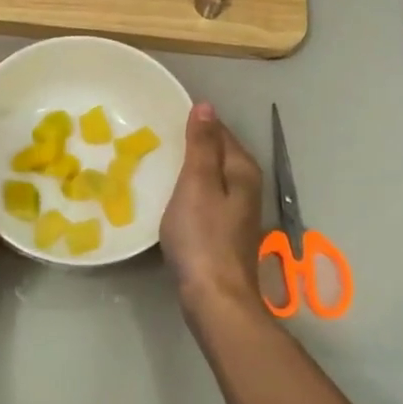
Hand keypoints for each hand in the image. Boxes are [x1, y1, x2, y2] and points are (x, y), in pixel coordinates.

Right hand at [160, 102, 264, 313]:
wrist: (214, 297)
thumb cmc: (202, 237)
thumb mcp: (196, 184)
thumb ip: (201, 146)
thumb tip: (206, 106)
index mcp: (242, 170)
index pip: (219, 132)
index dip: (196, 122)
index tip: (164, 116)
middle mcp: (246, 187)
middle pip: (218, 154)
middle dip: (192, 145)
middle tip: (155, 138)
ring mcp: (238, 213)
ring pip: (212, 178)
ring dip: (190, 170)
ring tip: (158, 164)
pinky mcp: (224, 234)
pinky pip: (206, 200)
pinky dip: (189, 193)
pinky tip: (171, 199)